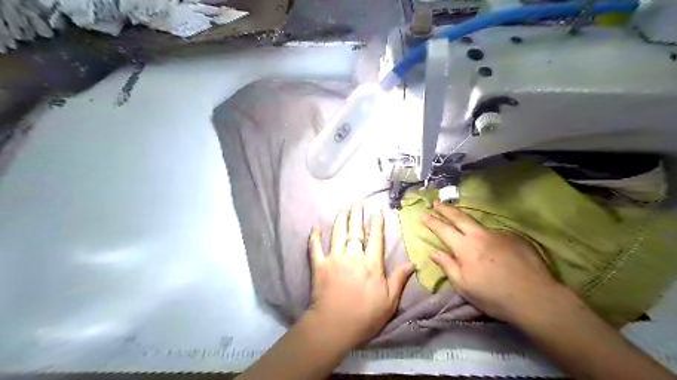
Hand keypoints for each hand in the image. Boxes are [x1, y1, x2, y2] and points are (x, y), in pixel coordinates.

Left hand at [305, 205, 412, 347]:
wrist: (334, 326)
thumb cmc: (365, 316)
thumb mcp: (389, 301)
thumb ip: (399, 279)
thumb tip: (412, 262)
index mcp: (371, 264)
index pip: (375, 238)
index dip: (376, 224)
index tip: (376, 212)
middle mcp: (353, 256)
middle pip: (355, 230)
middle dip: (357, 214)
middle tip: (357, 202)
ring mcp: (334, 259)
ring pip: (337, 233)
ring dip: (340, 219)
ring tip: (343, 209)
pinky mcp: (319, 266)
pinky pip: (315, 247)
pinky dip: (314, 237)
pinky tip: (315, 228)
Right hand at [422, 201, 560, 321]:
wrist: (534, 297)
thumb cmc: (493, 295)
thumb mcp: (464, 286)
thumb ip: (447, 266)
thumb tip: (434, 253)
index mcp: (465, 247)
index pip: (444, 230)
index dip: (432, 222)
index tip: (424, 214)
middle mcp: (480, 235)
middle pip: (459, 217)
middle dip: (446, 209)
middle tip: (436, 202)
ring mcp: (498, 234)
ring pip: (478, 223)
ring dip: (466, 219)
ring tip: (460, 220)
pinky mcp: (514, 238)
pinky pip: (495, 233)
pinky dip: (487, 235)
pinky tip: (490, 244)